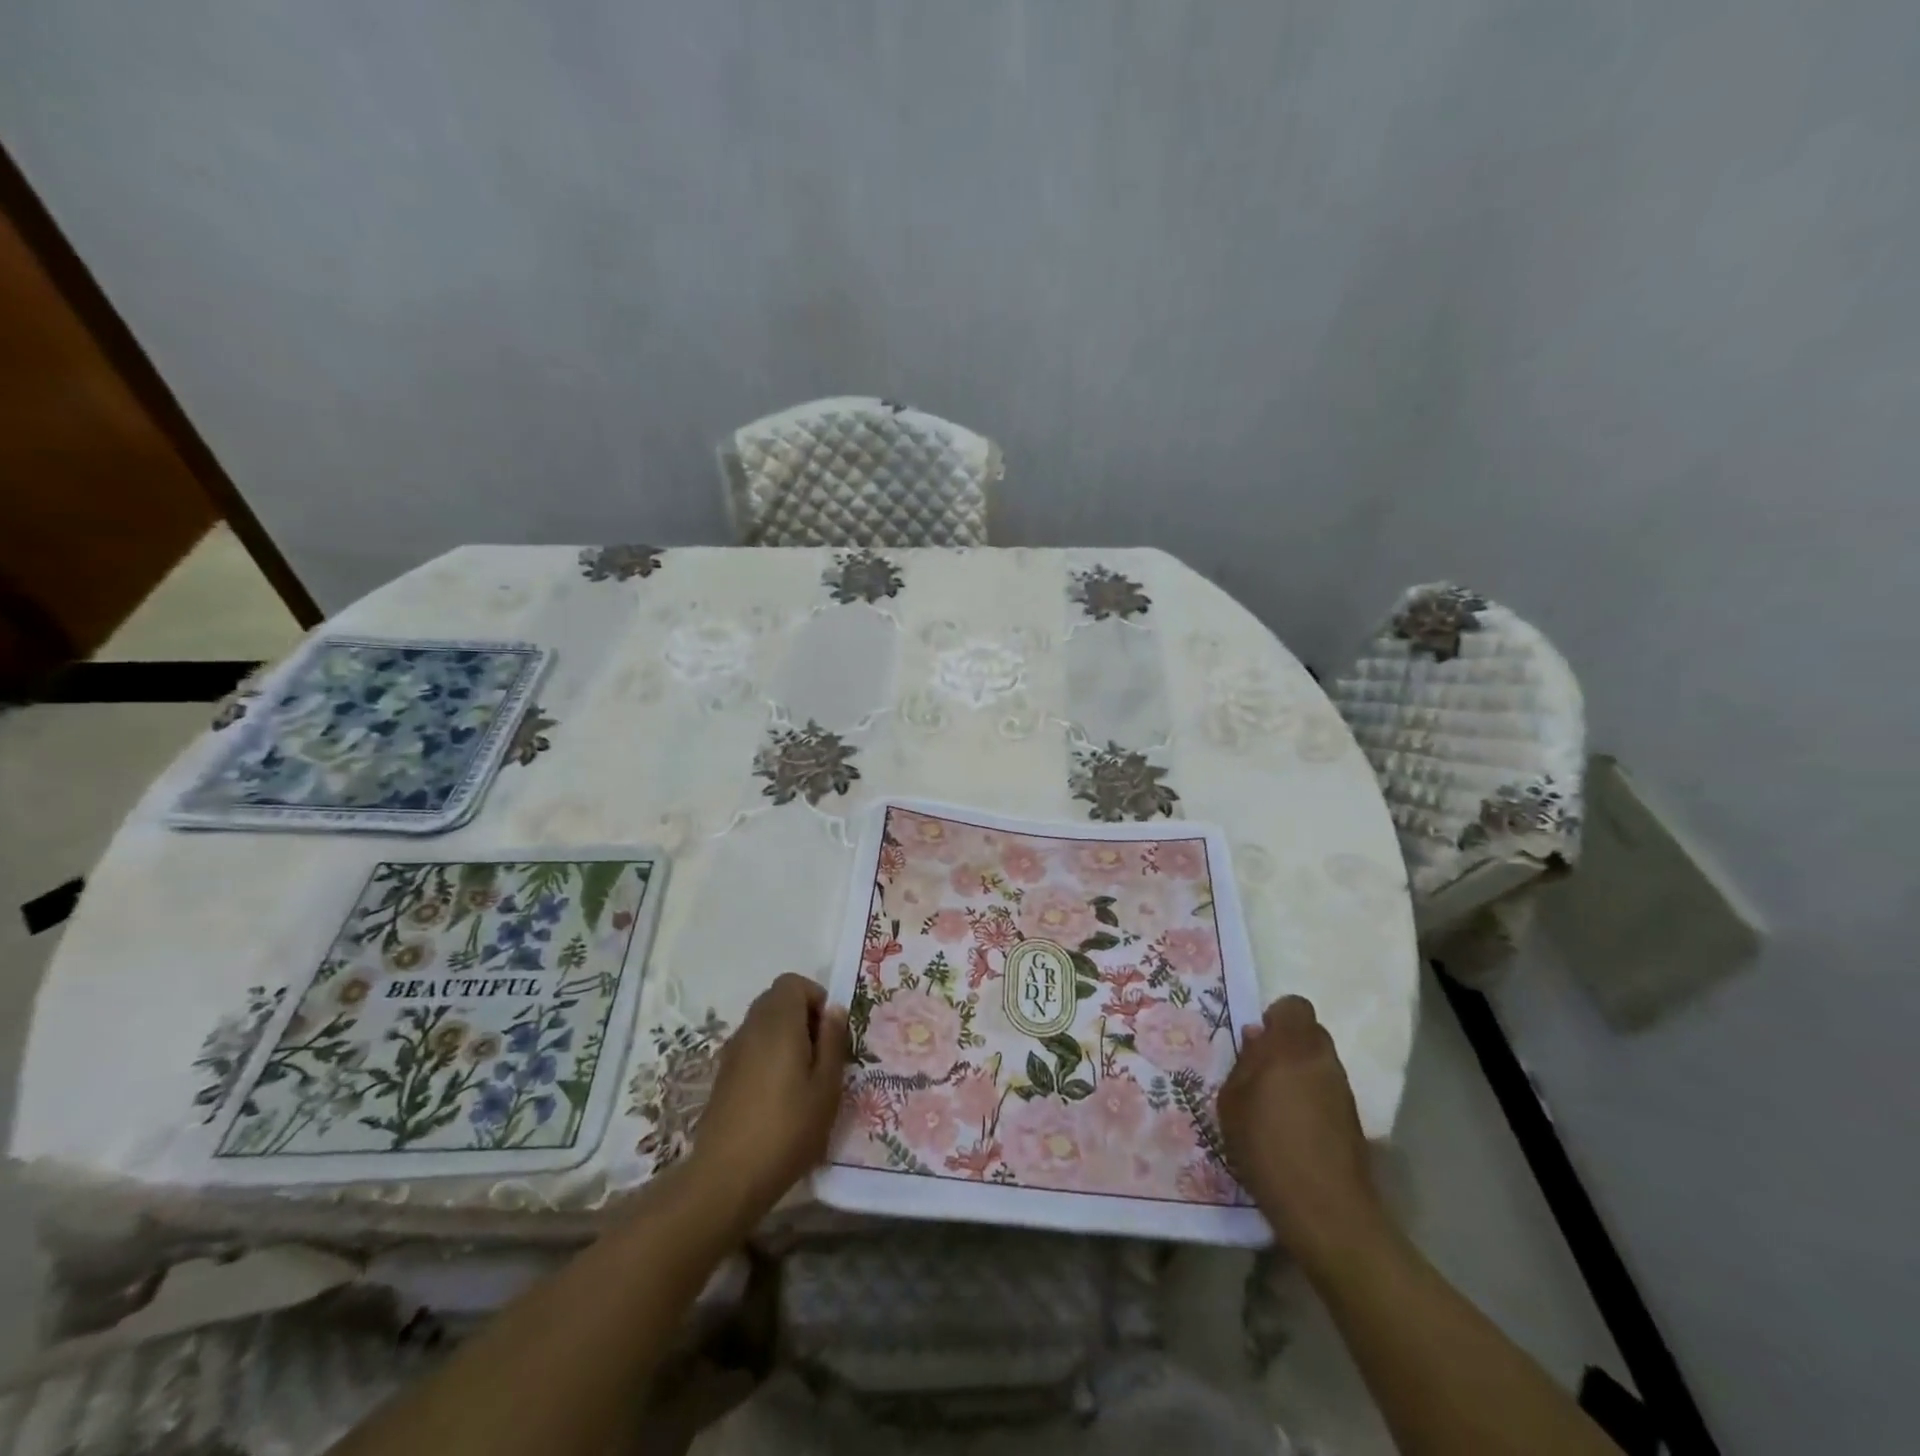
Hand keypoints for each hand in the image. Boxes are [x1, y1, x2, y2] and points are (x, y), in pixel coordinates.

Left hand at [687, 973, 850, 1227]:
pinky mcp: (723, 1075)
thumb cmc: (787, 1129)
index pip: (792, 983)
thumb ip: (832, 1041)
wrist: (727, 1178)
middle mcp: (751, 1027)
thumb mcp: (827, 1087)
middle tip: (821, 1053)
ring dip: (785, 1036)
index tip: (829, 1031)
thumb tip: (833, 1010)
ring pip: (763, 1023)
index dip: (815, 997)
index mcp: (778, 1023)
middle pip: (776, 999)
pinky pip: (751, 1046)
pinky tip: (779, 1095)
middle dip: (802, 1015)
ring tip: (803, 1077)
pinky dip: (768, 1054)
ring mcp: (732, 1051)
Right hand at [1219, 995, 1389, 1268]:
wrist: (1327, 1211)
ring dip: (1299, 1073)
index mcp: (1292, 1048)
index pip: (1294, 1007)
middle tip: (1260, 1071)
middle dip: (1286, 1044)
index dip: (1275, 1017)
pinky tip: (1292, 1130)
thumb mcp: (1233, 1103)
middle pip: (1309, 1033)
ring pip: (1320, 1063)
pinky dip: (1311, 1100)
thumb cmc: (1268, 1148)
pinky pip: (1327, 1092)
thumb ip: (1243, 1064)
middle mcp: (1324, 1061)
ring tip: (1273, 1105)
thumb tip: (1256, 1039)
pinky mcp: (1354, 1122)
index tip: (1256, 1041)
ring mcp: (1344, 1092)